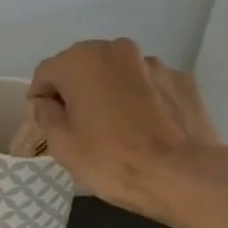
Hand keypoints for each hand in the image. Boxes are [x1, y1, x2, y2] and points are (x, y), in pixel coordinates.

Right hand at [27, 38, 227, 224]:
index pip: (46, 73)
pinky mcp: (183, 80)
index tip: (47, 124)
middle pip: (83, 66)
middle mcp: (116, 50)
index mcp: (81, 61)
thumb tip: (45, 103)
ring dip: (110, 92)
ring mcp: (154, 63)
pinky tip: (147, 128)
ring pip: (118, 74)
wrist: (186, 177)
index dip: (41, 99)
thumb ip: (45, 115)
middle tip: (80, 125)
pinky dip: (142, 99)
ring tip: (119, 128)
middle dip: (76, 90)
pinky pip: (148, 86)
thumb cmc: (113, 160)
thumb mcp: (63, 145)